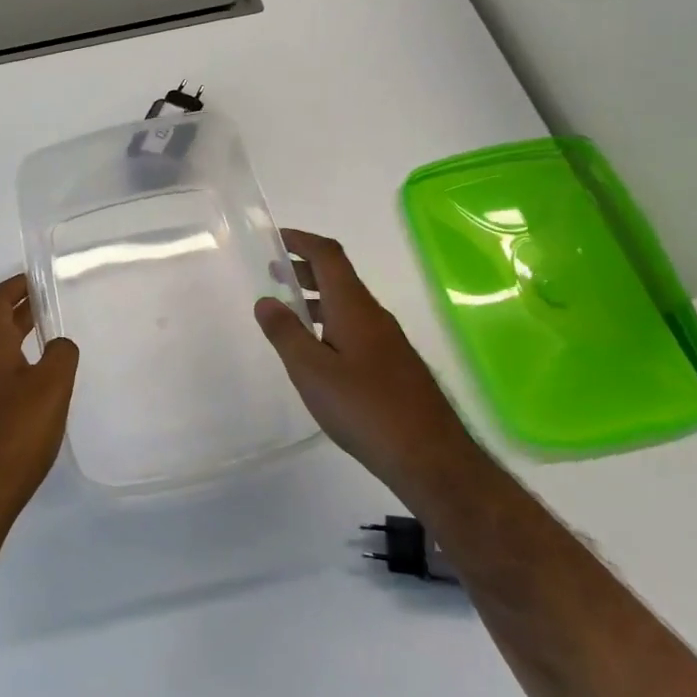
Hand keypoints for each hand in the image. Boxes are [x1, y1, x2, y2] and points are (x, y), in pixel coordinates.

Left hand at [0, 274, 79, 544]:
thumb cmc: (13, 435)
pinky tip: (36, 393)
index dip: (14, 286)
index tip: (36, 279)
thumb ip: (61, 356)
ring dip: (18, 343)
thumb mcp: (50, 388)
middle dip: (20, 313)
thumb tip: (60, 344)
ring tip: (49, 347)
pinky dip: (15, 371)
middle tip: (49, 307)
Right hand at [254, 229, 463, 481]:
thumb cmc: (365, 409)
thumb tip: (266, 300)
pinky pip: (356, 327)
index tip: (276, 238)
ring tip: (288, 309)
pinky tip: (318, 350)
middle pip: (339, 277)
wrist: (430, 457)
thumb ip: (286, 333)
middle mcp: (374, 315)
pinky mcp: (394, 364)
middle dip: (306, 268)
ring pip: (348, 304)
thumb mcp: (312, 371)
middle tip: (273, 272)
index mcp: (354, 307)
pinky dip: (330, 321)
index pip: (329, 256)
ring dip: (317, 297)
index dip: (303, 241)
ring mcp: (388, 340)